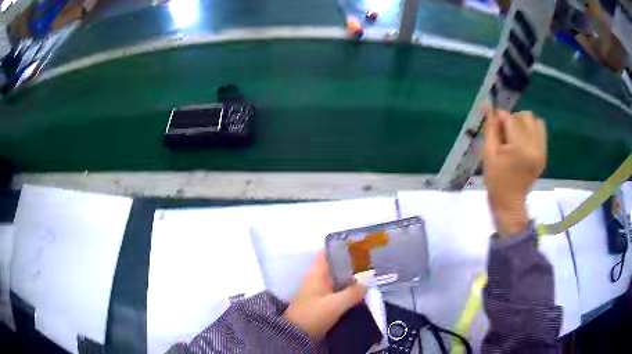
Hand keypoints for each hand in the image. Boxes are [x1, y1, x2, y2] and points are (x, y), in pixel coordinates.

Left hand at [283, 250, 366, 339]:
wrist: (296, 335)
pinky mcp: (321, 301)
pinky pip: (337, 290)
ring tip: (370, 274)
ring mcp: (318, 290)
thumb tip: (367, 284)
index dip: (341, 247)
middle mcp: (316, 278)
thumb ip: (353, 293)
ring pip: (337, 278)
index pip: (327, 252)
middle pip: (334, 265)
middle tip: (371, 261)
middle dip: (351, 263)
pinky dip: (347, 289)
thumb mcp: (335, 304)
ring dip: (350, 277)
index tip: (359, 244)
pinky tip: (360, 291)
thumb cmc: (313, 314)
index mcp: (316, 273)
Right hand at [483, 107, 546, 235]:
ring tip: (516, 136)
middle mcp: (535, 147)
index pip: (511, 119)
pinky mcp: (544, 154)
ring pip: (535, 121)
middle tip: (505, 134)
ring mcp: (542, 151)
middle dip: (513, 120)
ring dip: (523, 123)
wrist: (510, 202)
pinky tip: (523, 141)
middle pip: (525, 116)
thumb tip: (488, 105)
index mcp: (520, 149)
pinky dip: (531, 130)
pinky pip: (541, 131)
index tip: (493, 125)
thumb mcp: (488, 153)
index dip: (500, 118)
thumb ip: (490, 128)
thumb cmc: (495, 180)